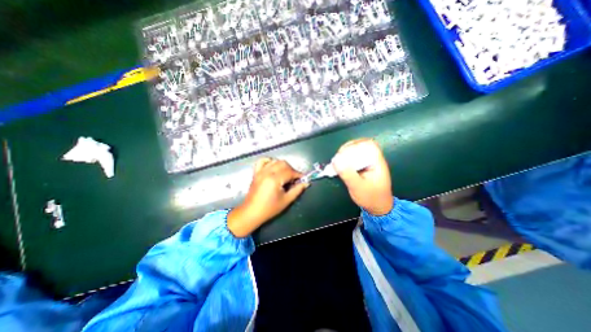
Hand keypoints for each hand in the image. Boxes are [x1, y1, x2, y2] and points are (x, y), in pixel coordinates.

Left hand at [226, 157, 309, 236]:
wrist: (251, 212)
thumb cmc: (269, 208)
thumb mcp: (286, 200)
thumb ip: (297, 190)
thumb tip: (306, 183)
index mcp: (275, 179)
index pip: (290, 172)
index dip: (298, 174)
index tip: (303, 178)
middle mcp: (267, 172)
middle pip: (283, 164)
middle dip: (291, 169)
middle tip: (294, 179)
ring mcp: (260, 171)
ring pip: (275, 161)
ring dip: (282, 165)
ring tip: (285, 174)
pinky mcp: (256, 173)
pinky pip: (262, 161)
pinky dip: (269, 161)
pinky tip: (273, 167)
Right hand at [332, 137, 390, 214]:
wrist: (378, 207)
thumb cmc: (371, 198)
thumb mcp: (358, 187)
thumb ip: (348, 174)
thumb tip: (336, 161)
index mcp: (376, 162)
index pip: (369, 145)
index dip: (355, 145)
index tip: (343, 153)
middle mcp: (373, 160)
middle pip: (361, 145)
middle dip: (347, 149)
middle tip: (337, 158)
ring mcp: (368, 163)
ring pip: (357, 151)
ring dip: (345, 154)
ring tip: (337, 162)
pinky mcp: (363, 167)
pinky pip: (354, 158)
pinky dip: (346, 160)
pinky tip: (340, 166)